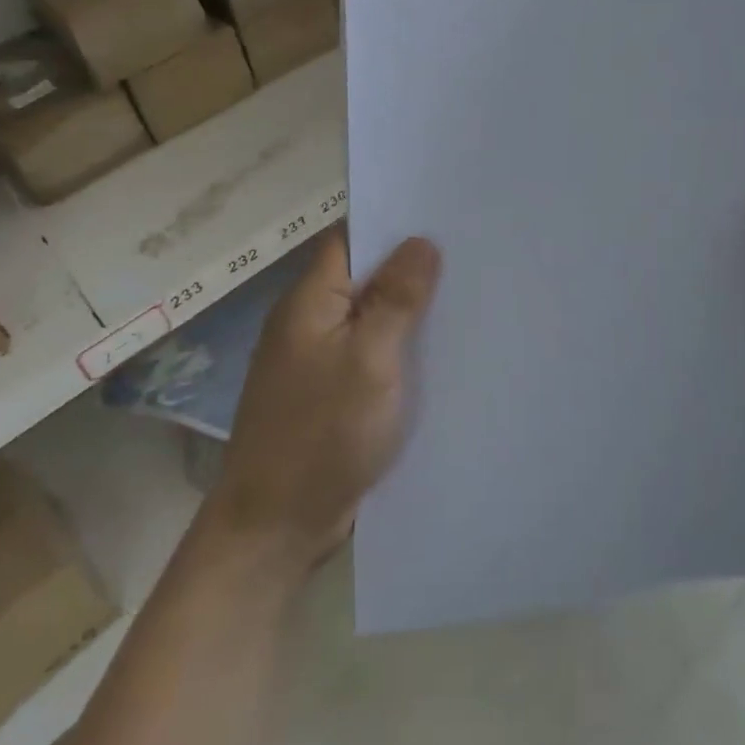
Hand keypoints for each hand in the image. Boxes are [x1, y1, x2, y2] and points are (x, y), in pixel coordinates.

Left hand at [209, 231, 440, 567]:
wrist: (275, 528)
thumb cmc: (322, 434)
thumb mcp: (370, 359)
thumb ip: (397, 299)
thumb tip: (421, 241)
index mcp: (310, 301)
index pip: (351, 238)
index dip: (393, 223)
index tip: (442, 216)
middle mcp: (309, 321)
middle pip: (363, 276)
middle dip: (411, 266)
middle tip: (469, 253)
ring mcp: (318, 359)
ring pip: (370, 316)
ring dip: (408, 308)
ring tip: (466, 293)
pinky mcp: (330, 392)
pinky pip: (370, 352)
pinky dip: (399, 346)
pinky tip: (440, 348)